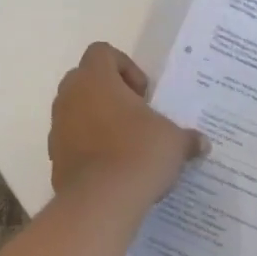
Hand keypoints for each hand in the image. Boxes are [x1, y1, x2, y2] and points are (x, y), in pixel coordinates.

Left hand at [49, 43, 207, 200]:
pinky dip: (88, 146)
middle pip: (85, 79)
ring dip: (97, 119)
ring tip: (125, 144)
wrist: (101, 203)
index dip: (124, 66)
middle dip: (110, 92)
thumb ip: (186, 137)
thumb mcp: (174, 142)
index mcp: (96, 79)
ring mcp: (58, 128)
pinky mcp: (54, 157)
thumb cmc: (139, 153)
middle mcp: (70, 96)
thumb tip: (202, 144)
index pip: (101, 52)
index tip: (142, 93)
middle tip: (135, 115)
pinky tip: (112, 168)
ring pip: (76, 110)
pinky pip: (71, 141)